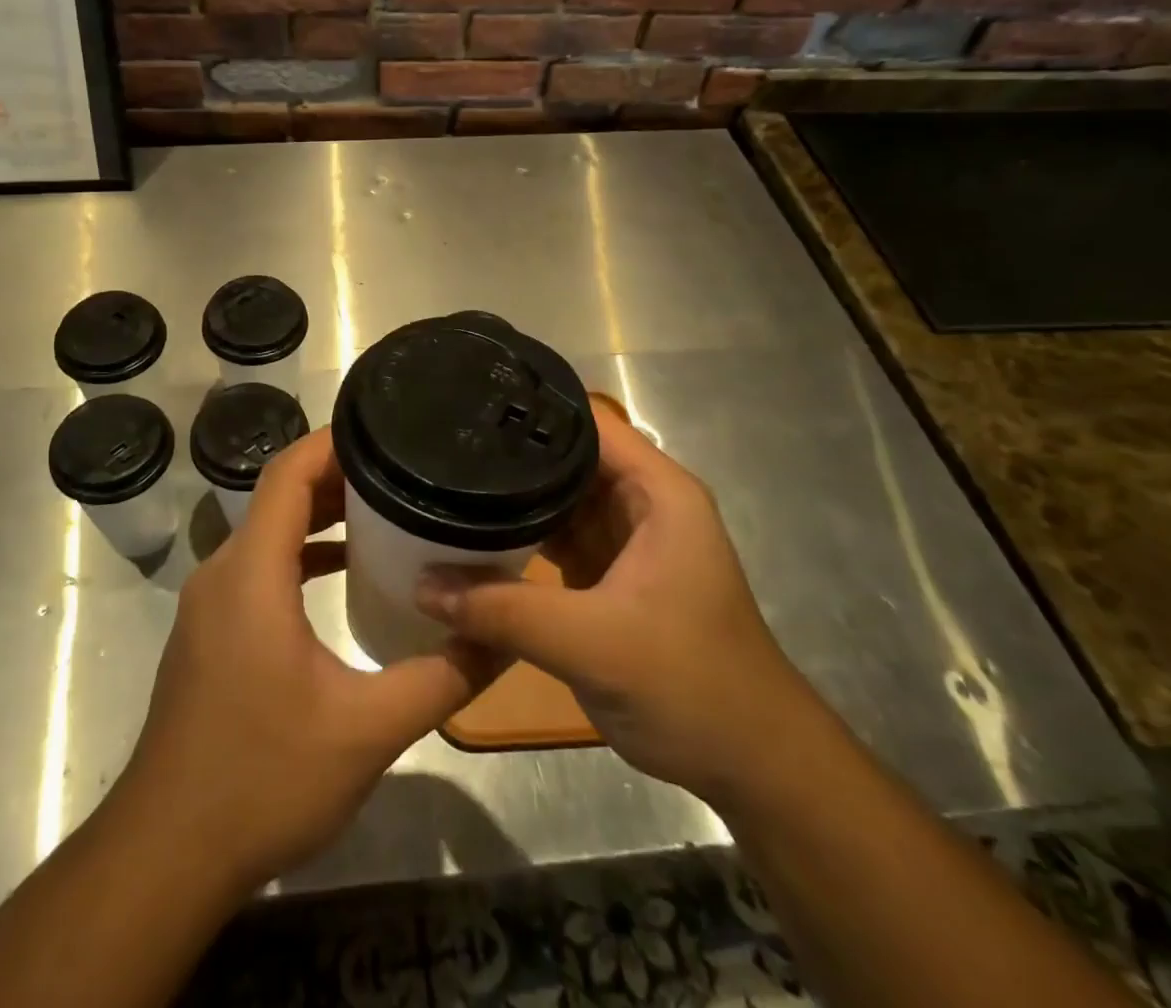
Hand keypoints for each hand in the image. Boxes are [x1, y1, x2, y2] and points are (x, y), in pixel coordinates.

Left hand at [114, 428, 492, 896]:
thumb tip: (503, 636)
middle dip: (339, 475)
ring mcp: (211, 603)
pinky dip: (301, 555)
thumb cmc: (263, 779)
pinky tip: (344, 572)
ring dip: (320, 515)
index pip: (287, 473)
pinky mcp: (211, 631)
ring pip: (268, 532)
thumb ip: (442, 677)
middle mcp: (223, 573)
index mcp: (251, 573)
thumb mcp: (367, 730)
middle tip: (404, 469)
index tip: (386, 428)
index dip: (333, 442)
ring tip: (385, 510)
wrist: (167, 855)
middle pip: (279, 495)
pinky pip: (259, 567)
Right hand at [415, 401, 819, 806]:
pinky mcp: (608, 577)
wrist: (749, 765)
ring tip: (443, 480)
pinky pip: (555, 539)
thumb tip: (421, 584)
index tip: (468, 405)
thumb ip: (503, 610)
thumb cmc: (690, 685)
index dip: (532, 409)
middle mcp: (640, 503)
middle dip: (509, 454)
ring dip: (511, 498)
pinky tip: (471, 533)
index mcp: (657, 492)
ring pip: (557, 501)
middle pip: (566, 458)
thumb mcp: (592, 643)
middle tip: (440, 444)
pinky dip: (520, 537)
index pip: (586, 423)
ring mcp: (624, 541)